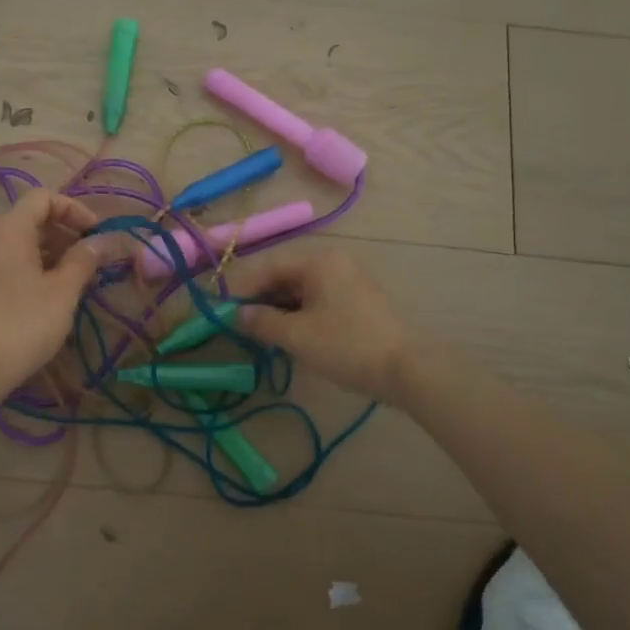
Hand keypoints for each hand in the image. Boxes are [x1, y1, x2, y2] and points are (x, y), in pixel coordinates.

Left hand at [0, 187, 101, 390]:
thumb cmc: (26, 322)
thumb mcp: (63, 290)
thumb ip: (84, 260)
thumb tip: (103, 241)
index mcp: (11, 230)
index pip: (43, 197)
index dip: (73, 209)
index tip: (95, 234)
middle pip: (33, 218)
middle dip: (67, 231)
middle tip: (92, 256)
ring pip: (24, 243)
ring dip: (55, 251)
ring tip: (79, 275)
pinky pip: (14, 263)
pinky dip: (38, 267)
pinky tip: (56, 292)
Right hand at [236, 248, 409, 399]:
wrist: (407, 369)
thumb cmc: (346, 345)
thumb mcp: (296, 335)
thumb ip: (262, 321)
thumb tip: (238, 314)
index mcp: (318, 261)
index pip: (268, 266)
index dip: (241, 287)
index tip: (222, 308)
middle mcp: (333, 262)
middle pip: (284, 275)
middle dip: (259, 298)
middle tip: (238, 323)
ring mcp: (348, 281)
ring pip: (300, 289)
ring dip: (277, 308)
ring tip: (259, 332)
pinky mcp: (356, 301)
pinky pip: (317, 300)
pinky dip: (297, 314)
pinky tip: (286, 334)